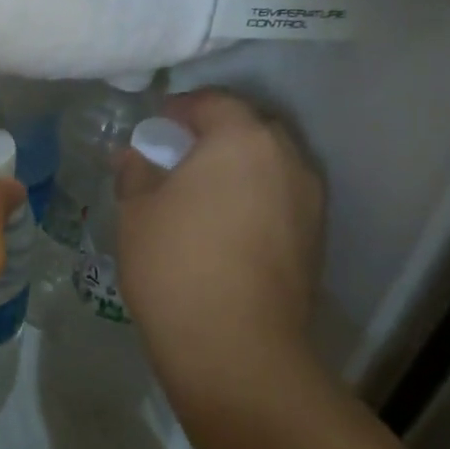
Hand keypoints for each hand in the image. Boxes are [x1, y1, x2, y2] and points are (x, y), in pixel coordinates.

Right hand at [115, 90, 324, 390]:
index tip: (156, 126)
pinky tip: (227, 227)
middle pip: (250, 129)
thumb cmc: (176, 264)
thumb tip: (133, 156)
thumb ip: (135, 173)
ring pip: (270, 166)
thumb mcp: (136, 213)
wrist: (235, 346)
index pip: (213, 102)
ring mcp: (308, 201)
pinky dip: (255, 199)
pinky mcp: (315, 239)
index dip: (181, 109)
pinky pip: (281, 200)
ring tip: (203, 195)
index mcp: (241, 140)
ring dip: (239, 169)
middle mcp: (286, 159)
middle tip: (179, 157)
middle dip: (215, 135)